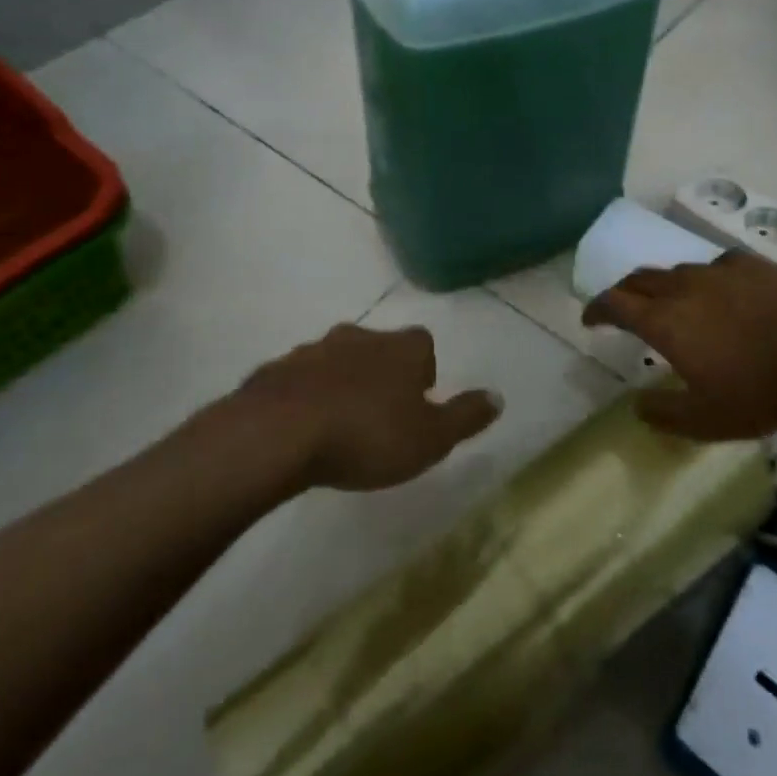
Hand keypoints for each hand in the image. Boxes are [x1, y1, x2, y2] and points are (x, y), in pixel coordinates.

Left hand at [238, 323, 502, 490]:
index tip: (418, 403)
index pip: (424, 345)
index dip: (424, 372)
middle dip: (382, 374)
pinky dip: (306, 394)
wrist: (279, 433)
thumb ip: (465, 417)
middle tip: (381, 415)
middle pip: (380, 348)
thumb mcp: (430, 438)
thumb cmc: (368, 435)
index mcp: (402, 348)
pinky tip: (303, 427)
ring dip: (343, 382)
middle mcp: (360, 337)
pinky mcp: (277, 369)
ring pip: (338, 359)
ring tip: (341, 424)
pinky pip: (300, 378)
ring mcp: (315, 349)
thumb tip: (499, 396)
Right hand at [582, 251, 776, 440]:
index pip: (615, 304)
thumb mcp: (709, 420)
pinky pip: (712, 267)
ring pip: (675, 271)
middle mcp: (682, 286)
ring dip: (662, 286)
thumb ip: (666, 415)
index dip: (596, 310)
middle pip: (638, 279)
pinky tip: (720, 294)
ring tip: (672, 304)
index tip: (589, 319)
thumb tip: (637, 406)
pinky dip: (703, 281)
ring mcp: (716, 270)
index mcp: (664, 320)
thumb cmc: (762, 385)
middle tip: (621, 309)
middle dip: (623, 293)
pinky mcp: (748, 264)